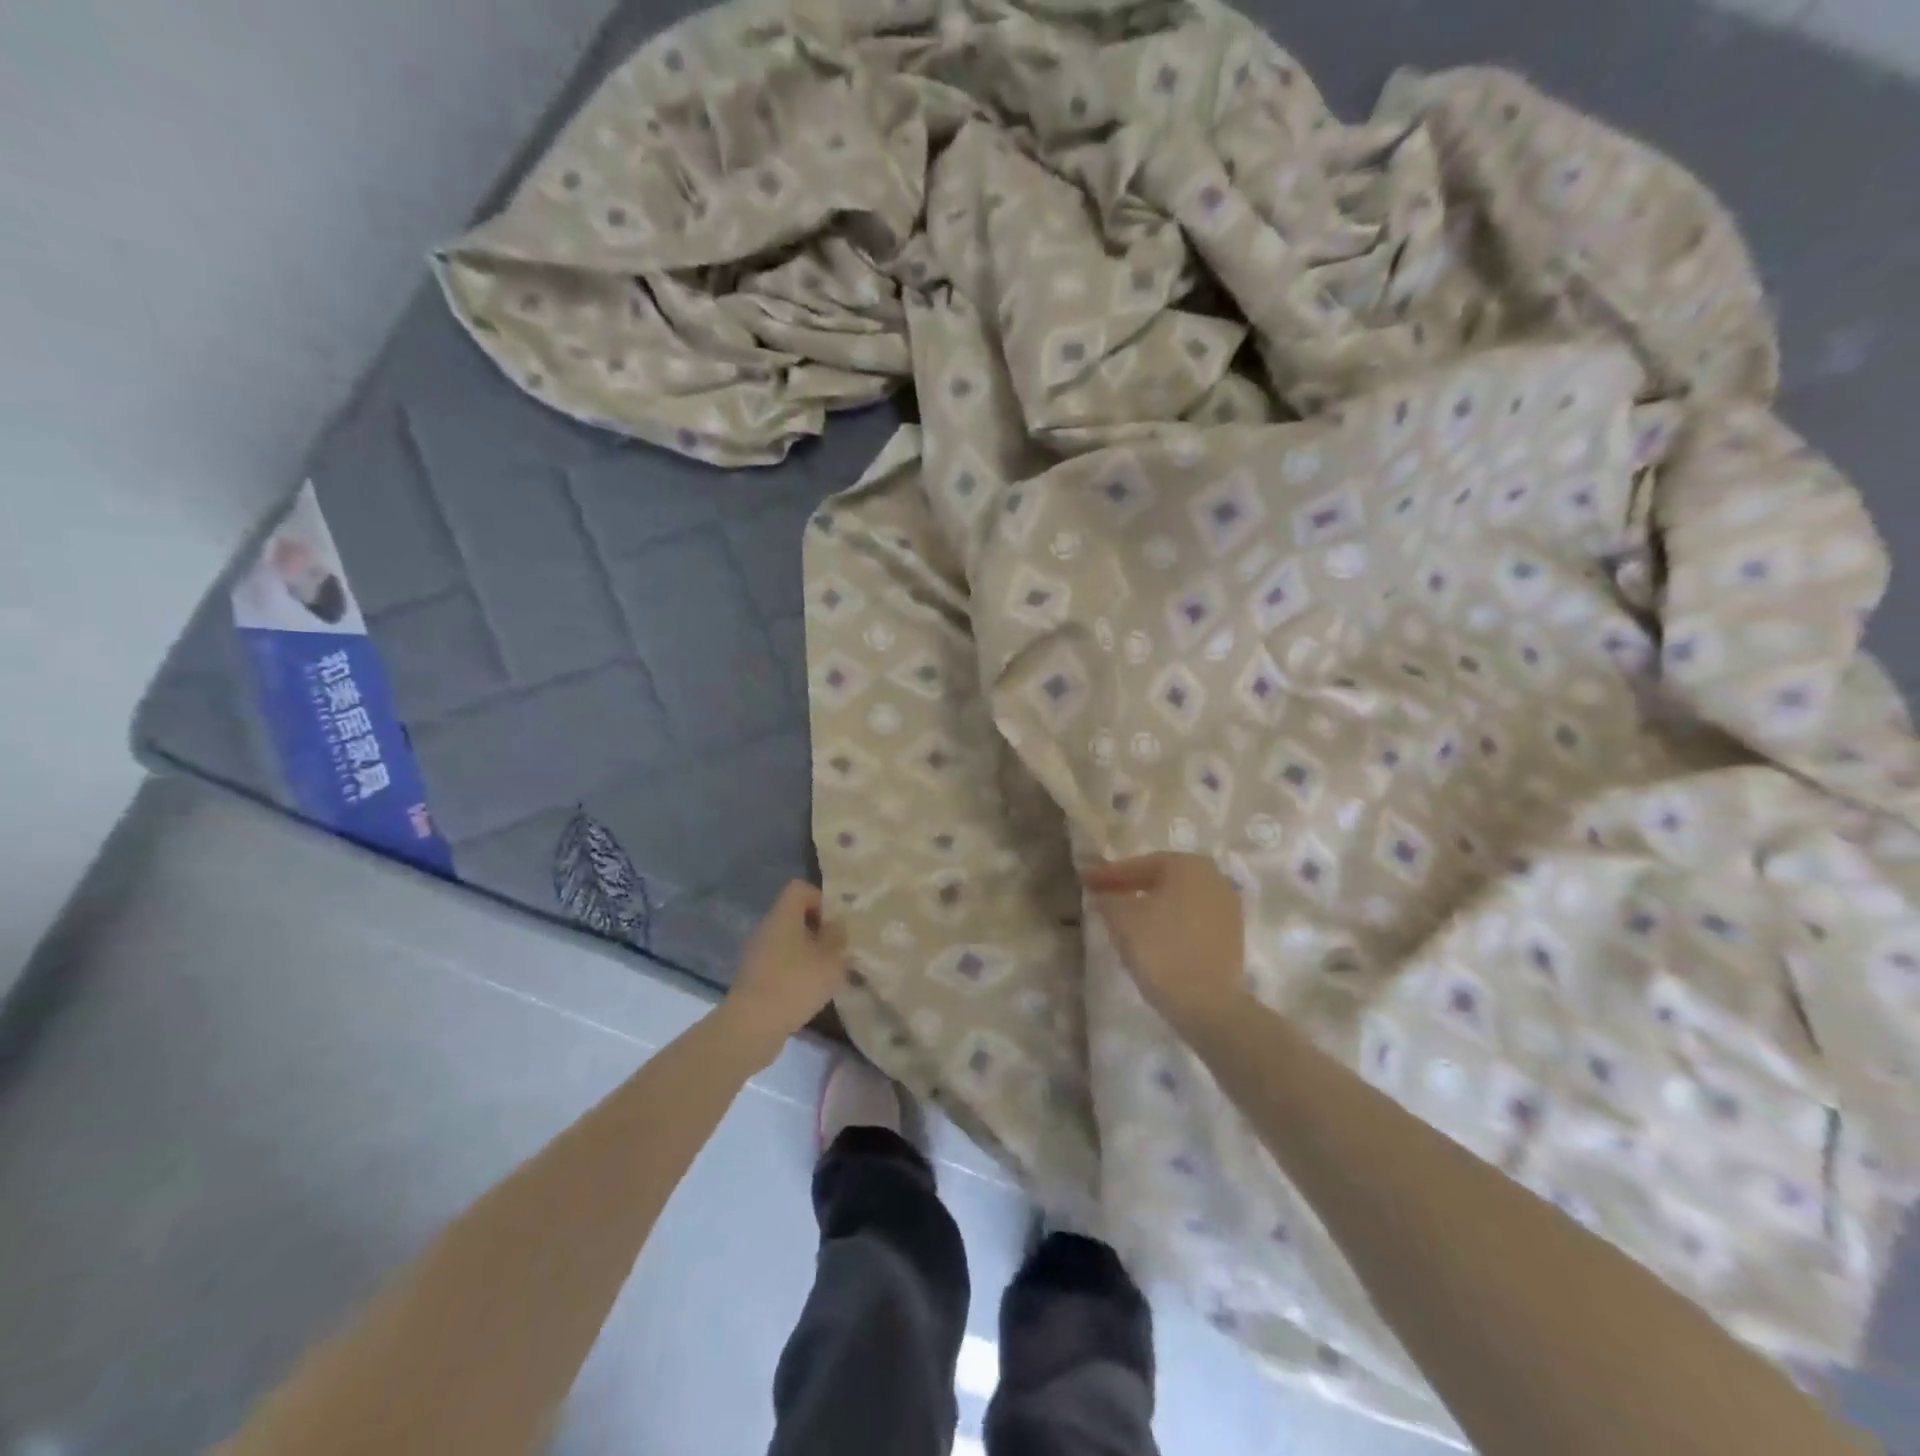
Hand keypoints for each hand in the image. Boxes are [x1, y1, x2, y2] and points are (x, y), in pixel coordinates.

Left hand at [721, 882, 848, 1062]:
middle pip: (794, 915)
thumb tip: (836, 926)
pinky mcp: (752, 976)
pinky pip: (778, 962)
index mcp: (783, 916)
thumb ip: (837, 938)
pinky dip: (793, 971)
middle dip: (817, 930)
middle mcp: (766, 928)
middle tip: (836, 951)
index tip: (834, 924)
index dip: (820, 900)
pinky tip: (806, 992)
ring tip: (824, 974)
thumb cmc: (794, 984)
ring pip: (786, 940)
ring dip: (807, 952)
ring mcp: (755, 953)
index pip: (800, 888)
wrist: (750, 1026)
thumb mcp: (830, 960)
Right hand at [1083, 853, 1247, 1037]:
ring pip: (1177, 899)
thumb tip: (1105, 895)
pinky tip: (1150, 934)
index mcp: (1188, 865)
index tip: (1084, 879)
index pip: (1139, 865)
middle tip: (1102, 894)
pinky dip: (1168, 921)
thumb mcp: (1121, 919)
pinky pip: (1190, 919)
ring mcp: (1227, 907)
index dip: (1108, 874)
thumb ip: (1109, 898)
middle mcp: (1214, 878)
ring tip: (1123, 915)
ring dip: (1149, 904)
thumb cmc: (1160, 949)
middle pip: (1161, 878)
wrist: (1207, 1003)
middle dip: (1130, 886)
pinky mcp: (1231, 935)